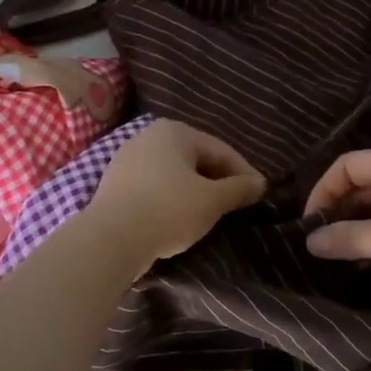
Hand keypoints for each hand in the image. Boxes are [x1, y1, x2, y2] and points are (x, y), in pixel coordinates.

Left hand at [86, 120, 266, 271]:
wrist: (110, 239)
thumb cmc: (168, 210)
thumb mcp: (212, 201)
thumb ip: (239, 189)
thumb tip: (260, 184)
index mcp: (175, 131)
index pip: (221, 150)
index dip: (244, 173)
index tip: (259, 195)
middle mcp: (148, 137)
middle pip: (196, 159)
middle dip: (218, 181)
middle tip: (237, 205)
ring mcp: (127, 160)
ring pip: (174, 174)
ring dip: (195, 191)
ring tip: (210, 214)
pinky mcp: (114, 185)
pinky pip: (154, 188)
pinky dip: (171, 200)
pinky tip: (179, 219)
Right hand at [303, 147, 370, 304]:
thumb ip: (352, 238)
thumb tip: (310, 241)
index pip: (348, 165)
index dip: (323, 191)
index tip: (309, 224)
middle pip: (363, 184)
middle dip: (339, 211)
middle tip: (318, 244)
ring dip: (358, 227)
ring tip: (338, 258)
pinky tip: (368, 263)